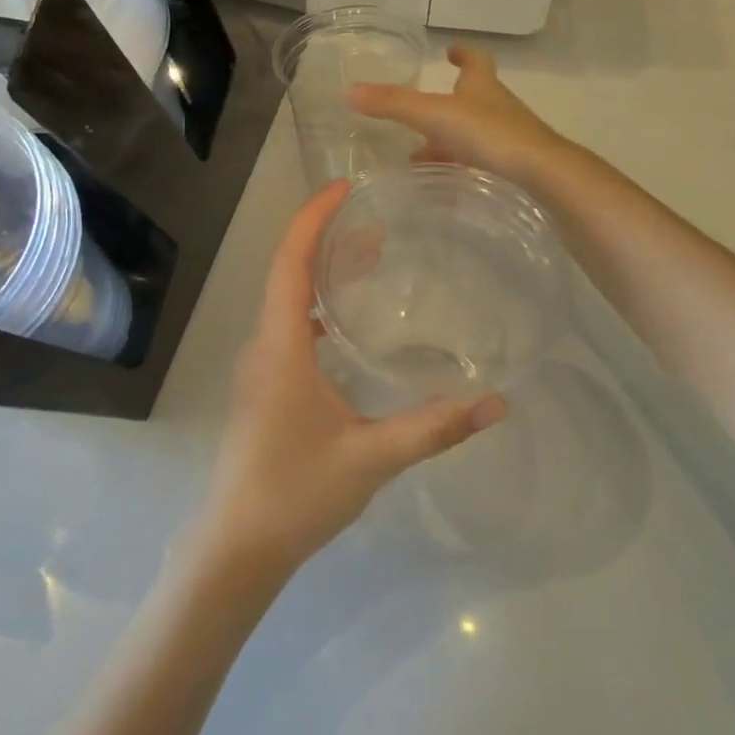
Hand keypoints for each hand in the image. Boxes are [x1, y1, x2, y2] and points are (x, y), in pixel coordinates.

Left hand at [194, 181, 506, 580]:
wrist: (237, 546)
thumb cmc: (295, 494)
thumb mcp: (371, 459)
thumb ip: (433, 429)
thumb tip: (497, 403)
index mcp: (281, 346)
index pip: (291, 262)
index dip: (313, 218)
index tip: (345, 188)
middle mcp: (265, 345)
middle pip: (289, 271)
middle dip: (327, 237)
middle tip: (375, 219)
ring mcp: (262, 366)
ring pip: (289, 299)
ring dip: (322, 271)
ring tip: (370, 257)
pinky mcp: (267, 386)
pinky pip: (291, 327)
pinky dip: (318, 307)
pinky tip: (347, 326)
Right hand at [349, 44, 573, 185]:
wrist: (538, 171)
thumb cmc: (488, 133)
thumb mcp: (433, 115)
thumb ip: (392, 104)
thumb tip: (348, 91)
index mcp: (481, 85)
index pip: (475, 60)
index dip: (463, 53)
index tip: (451, 50)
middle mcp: (497, 105)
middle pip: (473, 96)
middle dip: (449, 100)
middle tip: (422, 110)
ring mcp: (507, 134)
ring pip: (474, 130)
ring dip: (450, 136)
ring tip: (421, 153)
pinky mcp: (512, 163)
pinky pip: (481, 158)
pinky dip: (461, 163)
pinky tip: (445, 178)